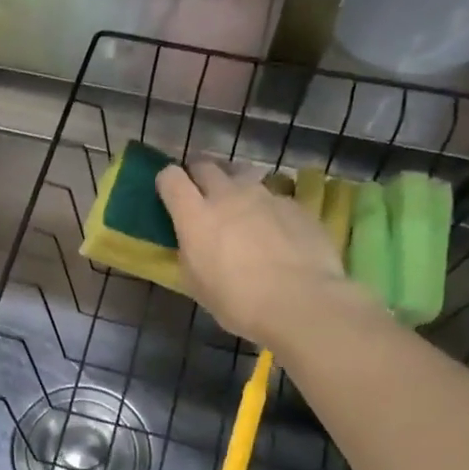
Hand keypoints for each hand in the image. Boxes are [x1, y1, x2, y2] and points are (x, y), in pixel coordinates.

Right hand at [156, 158, 373, 347]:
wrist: (301, 303)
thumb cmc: (238, 302)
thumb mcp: (196, 283)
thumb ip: (190, 252)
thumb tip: (193, 242)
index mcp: (195, 216)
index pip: (171, 178)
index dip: (167, 182)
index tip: (170, 195)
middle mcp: (228, 195)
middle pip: (206, 166)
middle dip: (199, 176)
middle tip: (202, 197)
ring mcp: (265, 196)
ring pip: (243, 176)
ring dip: (236, 188)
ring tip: (242, 211)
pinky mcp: (295, 205)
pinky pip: (274, 197)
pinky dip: (268, 209)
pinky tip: (276, 233)